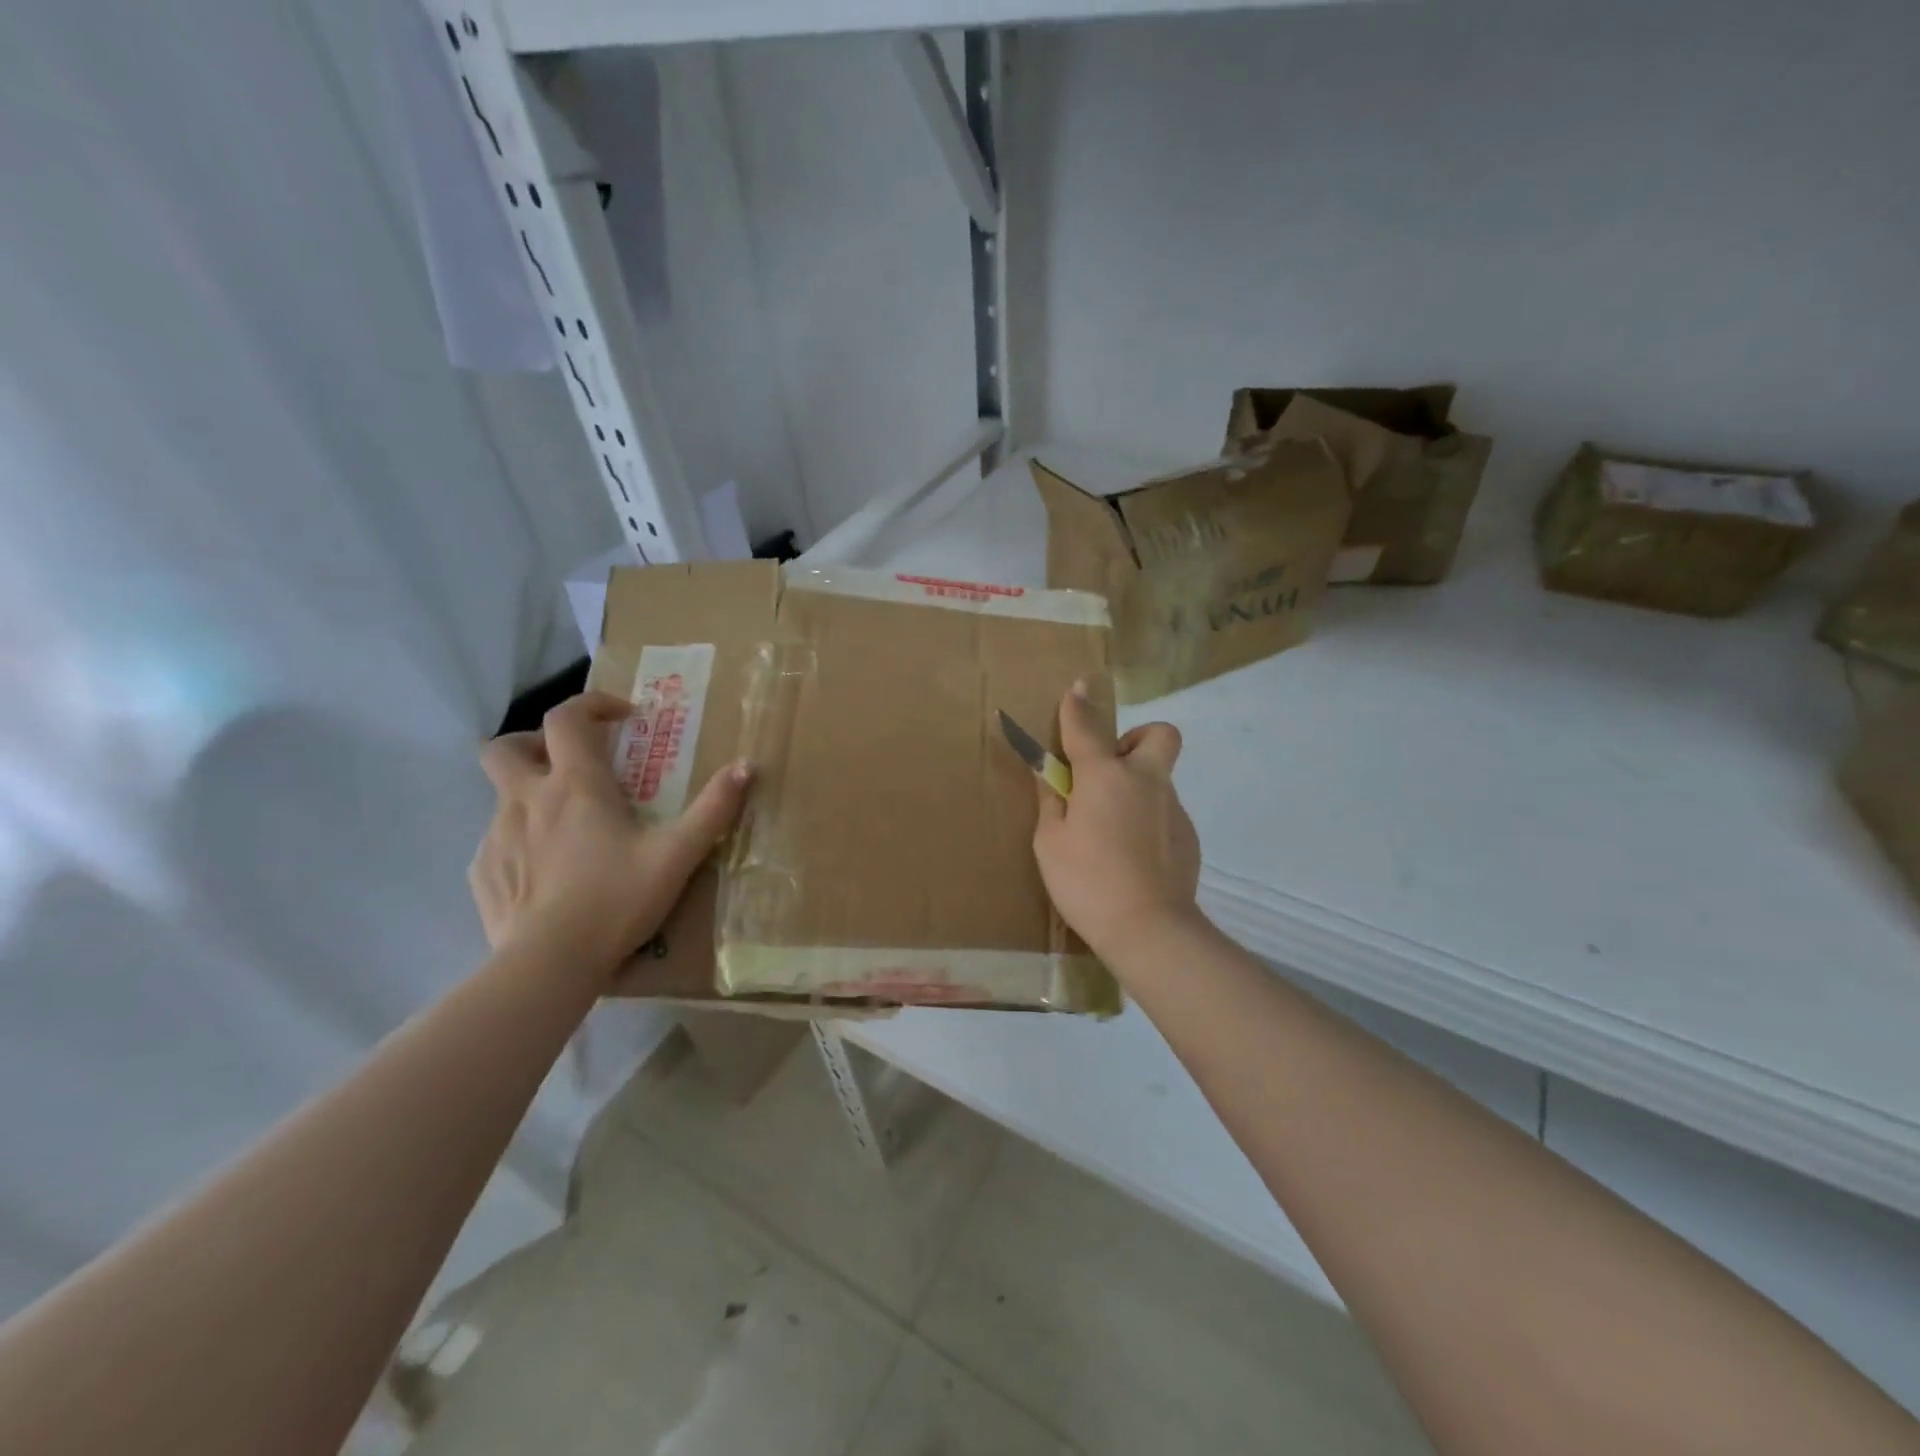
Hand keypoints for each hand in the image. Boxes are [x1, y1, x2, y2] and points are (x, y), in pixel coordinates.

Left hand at [469, 691, 752, 974]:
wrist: (549, 964)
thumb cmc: (617, 899)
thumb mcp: (678, 854)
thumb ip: (714, 808)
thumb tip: (747, 766)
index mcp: (575, 785)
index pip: (567, 718)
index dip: (592, 705)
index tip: (623, 719)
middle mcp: (527, 799)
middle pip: (506, 747)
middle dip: (533, 743)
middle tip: (570, 764)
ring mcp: (496, 836)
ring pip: (502, 796)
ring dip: (531, 797)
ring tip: (568, 829)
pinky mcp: (483, 873)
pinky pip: (497, 842)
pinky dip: (520, 841)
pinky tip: (547, 872)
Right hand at [1032, 681, 1202, 962]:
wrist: (1148, 928)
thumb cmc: (1086, 881)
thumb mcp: (1049, 842)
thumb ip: (1051, 801)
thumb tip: (1052, 774)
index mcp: (1105, 776)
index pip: (1087, 727)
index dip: (1078, 705)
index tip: (1078, 687)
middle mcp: (1145, 781)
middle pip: (1158, 734)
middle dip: (1135, 739)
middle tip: (1108, 770)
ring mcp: (1172, 808)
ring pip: (1158, 777)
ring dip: (1136, 786)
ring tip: (1111, 830)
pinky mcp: (1188, 835)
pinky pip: (1164, 811)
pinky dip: (1147, 819)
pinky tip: (1132, 855)